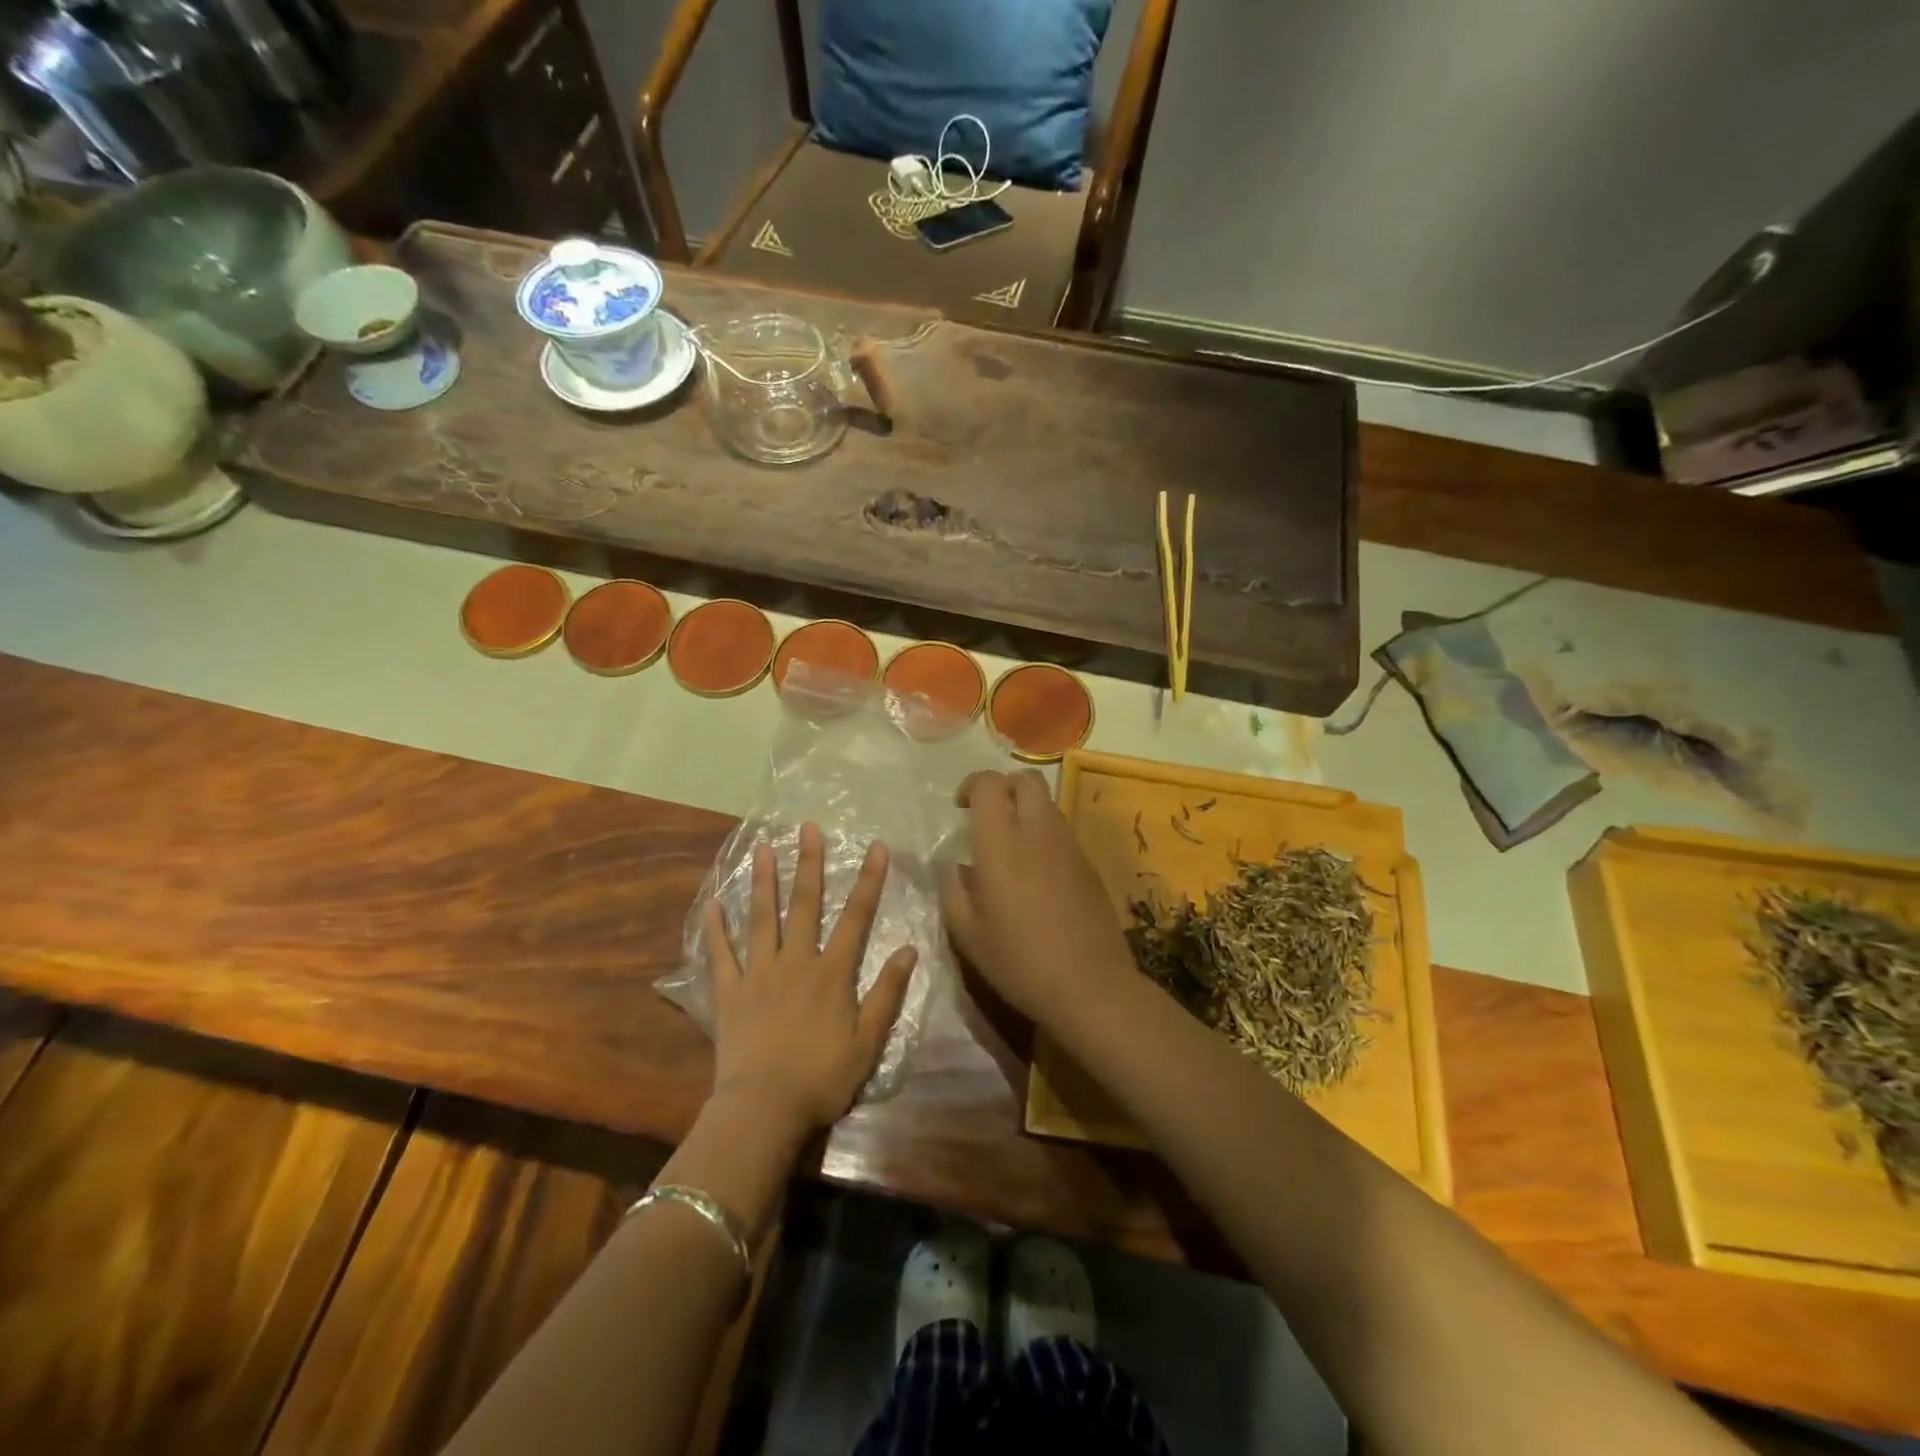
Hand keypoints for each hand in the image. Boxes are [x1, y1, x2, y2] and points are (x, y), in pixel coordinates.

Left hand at [704, 822, 915, 1138]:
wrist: (763, 1110)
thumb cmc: (822, 1078)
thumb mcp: (867, 1041)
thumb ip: (887, 993)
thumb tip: (908, 949)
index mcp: (831, 973)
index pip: (856, 917)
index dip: (868, 880)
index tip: (875, 846)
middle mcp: (795, 961)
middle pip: (804, 904)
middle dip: (808, 863)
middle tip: (807, 826)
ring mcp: (758, 973)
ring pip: (761, 918)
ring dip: (763, 880)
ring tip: (763, 846)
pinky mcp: (729, 992)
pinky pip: (721, 953)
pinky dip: (715, 927)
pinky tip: (712, 901)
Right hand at [940, 769, 1135, 1025]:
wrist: (1089, 985)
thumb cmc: (1019, 961)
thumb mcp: (967, 932)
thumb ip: (952, 888)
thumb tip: (952, 864)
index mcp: (1001, 842)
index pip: (989, 784)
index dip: (971, 786)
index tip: (960, 807)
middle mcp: (1037, 831)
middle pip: (1025, 780)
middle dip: (1003, 787)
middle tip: (987, 815)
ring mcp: (1069, 845)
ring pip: (1047, 803)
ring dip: (1026, 810)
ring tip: (1011, 845)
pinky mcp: (1089, 864)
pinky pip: (1062, 831)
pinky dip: (1044, 834)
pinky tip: (1036, 872)